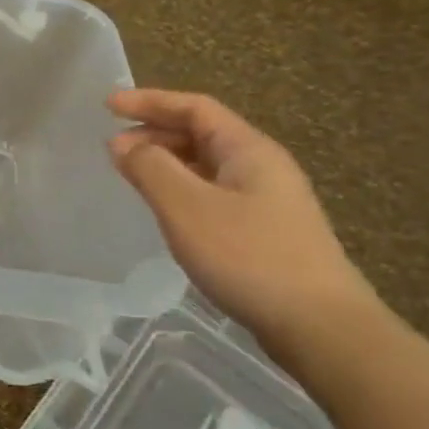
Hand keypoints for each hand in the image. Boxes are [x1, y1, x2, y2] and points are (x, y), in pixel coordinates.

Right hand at [107, 88, 387, 361]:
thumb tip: (123, 143)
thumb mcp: (186, 206)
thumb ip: (150, 167)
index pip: (195, 107)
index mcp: (248, 150)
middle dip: (154, 132)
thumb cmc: (249, 256)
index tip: (108, 106)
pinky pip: (213, 192)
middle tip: (113, 149)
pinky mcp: (264, 231)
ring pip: (206, 165)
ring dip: (166, 162)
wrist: (321, 327)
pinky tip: (166, 210)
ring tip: (132, 176)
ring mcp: (267, 201)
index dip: (150, 101)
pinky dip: (181, 188)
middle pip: (202, 133)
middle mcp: (261, 166)